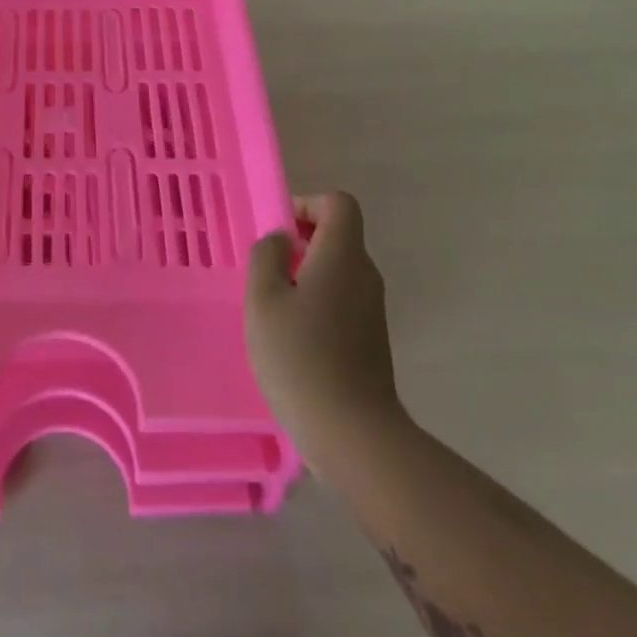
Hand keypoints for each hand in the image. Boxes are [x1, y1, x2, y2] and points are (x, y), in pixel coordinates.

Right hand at [245, 191, 403, 452]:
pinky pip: (343, 300)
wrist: (352, 433)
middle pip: (340, 236)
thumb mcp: (263, 299)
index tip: (279, 232)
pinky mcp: (372, 340)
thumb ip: (267, 256)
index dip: (307, 204)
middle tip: (266, 270)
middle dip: (302, 242)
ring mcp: (372, 310)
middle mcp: (365, 275)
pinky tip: (293, 336)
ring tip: (274, 306)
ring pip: (339, 271)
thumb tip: (282, 240)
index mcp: (342, 256)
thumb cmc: (299, 356)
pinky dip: (318, 302)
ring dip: (307, 274)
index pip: (339, 204)